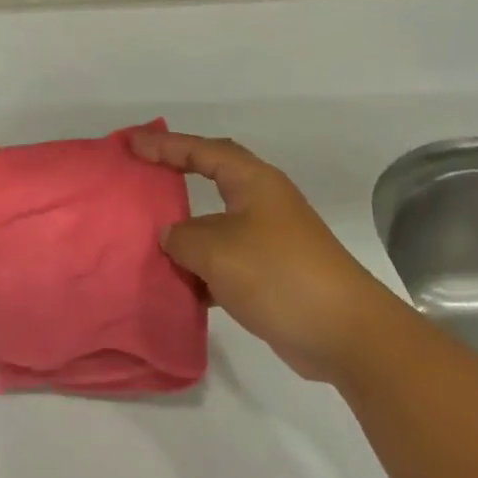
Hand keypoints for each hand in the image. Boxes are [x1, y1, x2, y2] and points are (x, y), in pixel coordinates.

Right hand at [129, 129, 373, 380]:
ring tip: (148, 236)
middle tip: (140, 175)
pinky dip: (202, 269)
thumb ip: (182, 237)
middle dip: (176, 176)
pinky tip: (180, 286)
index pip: (201, 150)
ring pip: (216, 225)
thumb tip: (172, 236)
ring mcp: (270, 239)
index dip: (164, 144)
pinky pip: (225, 260)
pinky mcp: (272, 274)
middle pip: (211, 178)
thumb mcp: (216, 250)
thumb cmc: (278, 274)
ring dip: (186, 232)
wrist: (346, 334)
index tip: (131, 143)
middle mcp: (262, 202)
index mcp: (253, 182)